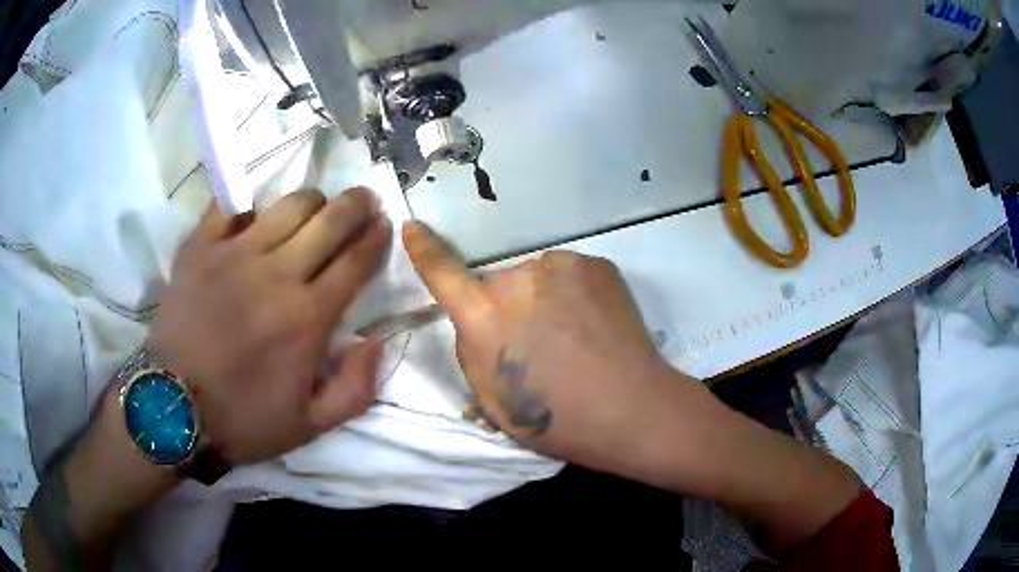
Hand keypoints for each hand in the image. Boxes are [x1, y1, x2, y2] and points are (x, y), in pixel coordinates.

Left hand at [147, 188, 390, 464]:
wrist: (172, 409)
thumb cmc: (243, 418)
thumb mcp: (311, 425)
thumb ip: (356, 388)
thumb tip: (376, 341)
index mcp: (308, 318)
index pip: (355, 260)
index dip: (376, 237)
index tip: (384, 224)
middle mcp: (276, 275)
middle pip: (329, 219)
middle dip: (355, 204)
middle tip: (363, 199)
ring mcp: (233, 254)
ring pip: (287, 204)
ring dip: (311, 200)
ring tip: (313, 208)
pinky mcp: (199, 248)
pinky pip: (230, 205)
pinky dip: (249, 202)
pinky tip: (255, 213)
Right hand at [403, 220, 696, 469]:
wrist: (629, 407)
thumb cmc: (554, 417)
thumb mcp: (490, 397)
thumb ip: (474, 348)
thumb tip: (482, 321)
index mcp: (484, 316)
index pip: (443, 273)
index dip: (424, 250)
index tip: (413, 226)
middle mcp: (517, 278)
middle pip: (500, 285)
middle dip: (510, 309)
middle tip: (540, 346)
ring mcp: (561, 265)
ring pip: (539, 280)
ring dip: (546, 300)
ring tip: (575, 338)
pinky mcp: (596, 263)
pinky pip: (570, 276)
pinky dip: (576, 296)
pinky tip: (596, 325)